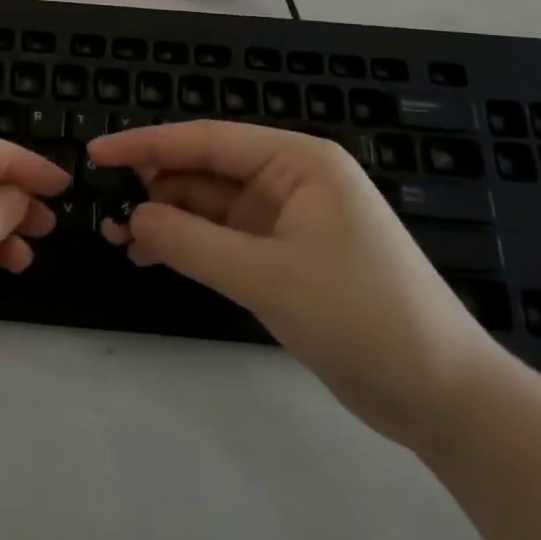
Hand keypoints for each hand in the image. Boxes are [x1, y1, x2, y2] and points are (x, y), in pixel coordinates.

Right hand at [92, 121, 508, 450]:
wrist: (444, 399)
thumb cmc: (362, 317)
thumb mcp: (267, 277)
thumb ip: (191, 242)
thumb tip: (133, 218)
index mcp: (299, 161)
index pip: (207, 140)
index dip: (147, 144)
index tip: (96, 154)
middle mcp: (291, 180)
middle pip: (205, 171)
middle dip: (154, 188)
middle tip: (104, 211)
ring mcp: (288, 220)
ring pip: (209, 207)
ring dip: (167, 220)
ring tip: (122, 241)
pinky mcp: (285, 257)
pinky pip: (223, 238)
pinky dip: (188, 246)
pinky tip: (153, 258)